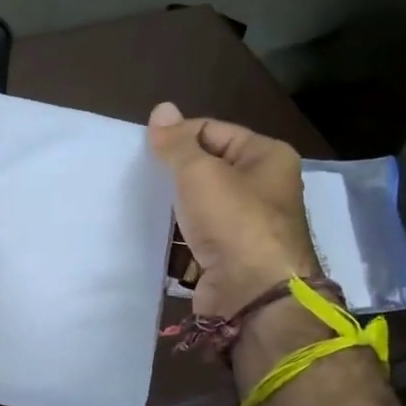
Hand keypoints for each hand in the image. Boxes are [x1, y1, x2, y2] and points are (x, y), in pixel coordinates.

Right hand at [148, 102, 318, 319]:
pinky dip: (174, 239)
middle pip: (205, 169)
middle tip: (139, 179)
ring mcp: (245, 226)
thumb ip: (177, 143)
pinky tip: (150, 237)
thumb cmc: (233, 222)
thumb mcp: (200, 173)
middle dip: (172, 176)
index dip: (179, 138)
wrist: (252, 296)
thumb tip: (161, 109)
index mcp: (267, 157)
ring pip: (197, 206)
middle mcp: (262, 188)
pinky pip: (194, 238)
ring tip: (138, 206)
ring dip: (171, 209)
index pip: (213, 131)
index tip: (147, 153)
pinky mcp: (228, 256)